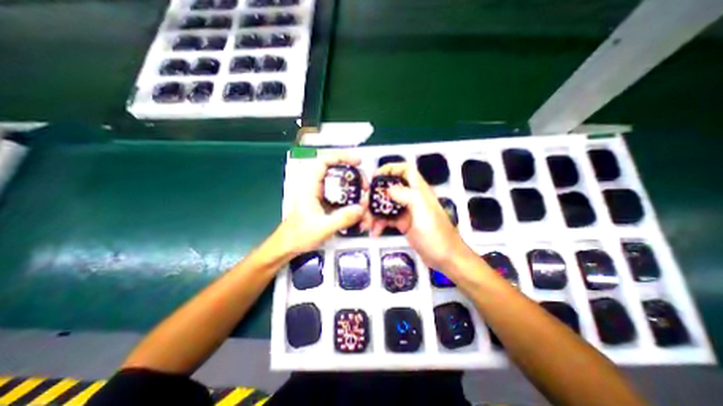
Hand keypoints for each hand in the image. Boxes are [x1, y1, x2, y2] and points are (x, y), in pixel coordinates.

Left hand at [275, 153, 369, 256]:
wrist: (289, 245)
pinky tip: (357, 201)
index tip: (357, 162)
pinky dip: (350, 193)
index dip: (341, 157)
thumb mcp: (322, 228)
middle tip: (365, 185)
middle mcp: (314, 187)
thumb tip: (361, 208)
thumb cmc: (299, 235)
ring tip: (364, 192)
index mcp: (309, 187)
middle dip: (353, 174)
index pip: (324, 161)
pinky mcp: (324, 201)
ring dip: (353, 184)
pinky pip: (340, 192)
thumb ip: (342, 218)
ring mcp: (319, 193)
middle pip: (335, 169)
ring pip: (338, 181)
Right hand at [368, 163, 468, 269]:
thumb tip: (388, 189)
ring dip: (374, 212)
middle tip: (364, 205)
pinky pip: (387, 219)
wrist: (445, 258)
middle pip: (391, 188)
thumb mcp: (422, 212)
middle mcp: (412, 198)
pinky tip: (374, 231)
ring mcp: (407, 211)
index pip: (405, 170)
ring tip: (365, 223)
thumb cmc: (436, 235)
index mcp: (419, 191)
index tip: (374, 177)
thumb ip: (406, 196)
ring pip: (386, 205)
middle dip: (376, 195)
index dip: (390, 169)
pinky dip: (379, 224)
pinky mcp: (404, 224)